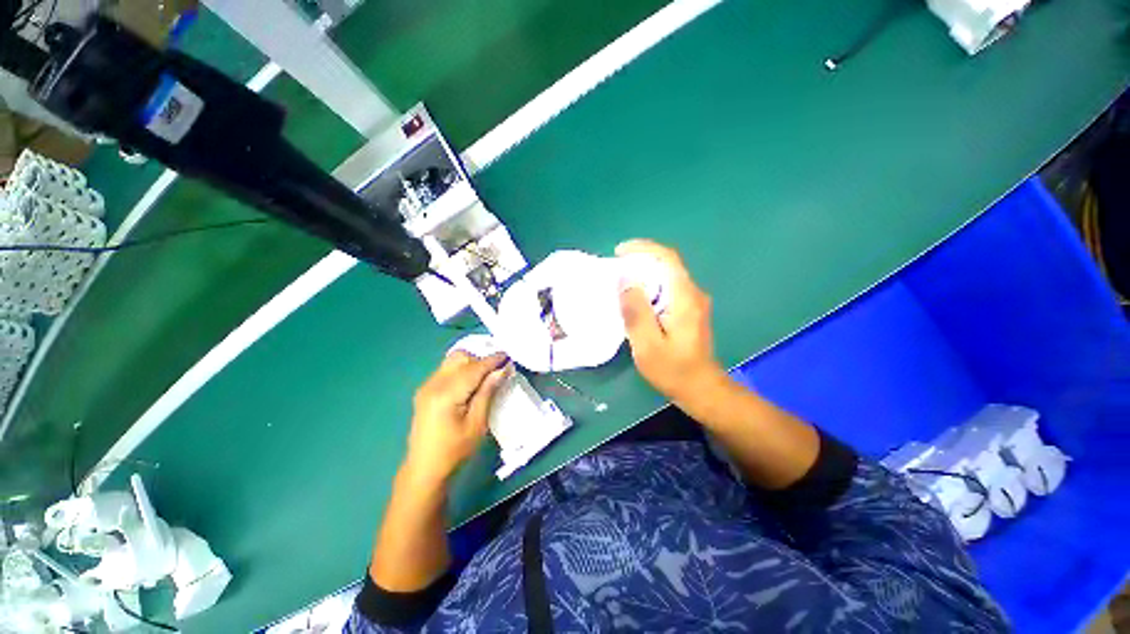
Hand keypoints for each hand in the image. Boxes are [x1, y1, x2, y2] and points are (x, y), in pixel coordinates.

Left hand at [403, 351, 509, 484]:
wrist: (424, 469)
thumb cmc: (455, 450)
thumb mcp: (477, 423)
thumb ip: (488, 392)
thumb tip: (501, 369)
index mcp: (447, 394)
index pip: (474, 368)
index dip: (493, 360)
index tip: (508, 356)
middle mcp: (433, 384)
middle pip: (460, 357)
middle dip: (480, 359)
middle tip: (497, 371)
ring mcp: (426, 386)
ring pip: (452, 361)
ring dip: (471, 363)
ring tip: (486, 377)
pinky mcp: (425, 391)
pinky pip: (446, 370)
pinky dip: (461, 370)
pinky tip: (470, 385)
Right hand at [617, 239, 728, 405]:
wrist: (700, 388)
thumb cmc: (673, 370)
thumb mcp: (648, 344)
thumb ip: (636, 312)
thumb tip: (625, 281)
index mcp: (685, 298)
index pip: (667, 258)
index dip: (644, 248)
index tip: (619, 251)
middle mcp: (693, 293)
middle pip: (666, 265)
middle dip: (640, 261)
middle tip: (614, 270)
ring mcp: (693, 302)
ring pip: (666, 276)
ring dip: (644, 274)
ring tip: (620, 284)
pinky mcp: (689, 310)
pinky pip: (667, 289)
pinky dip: (649, 287)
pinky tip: (635, 300)